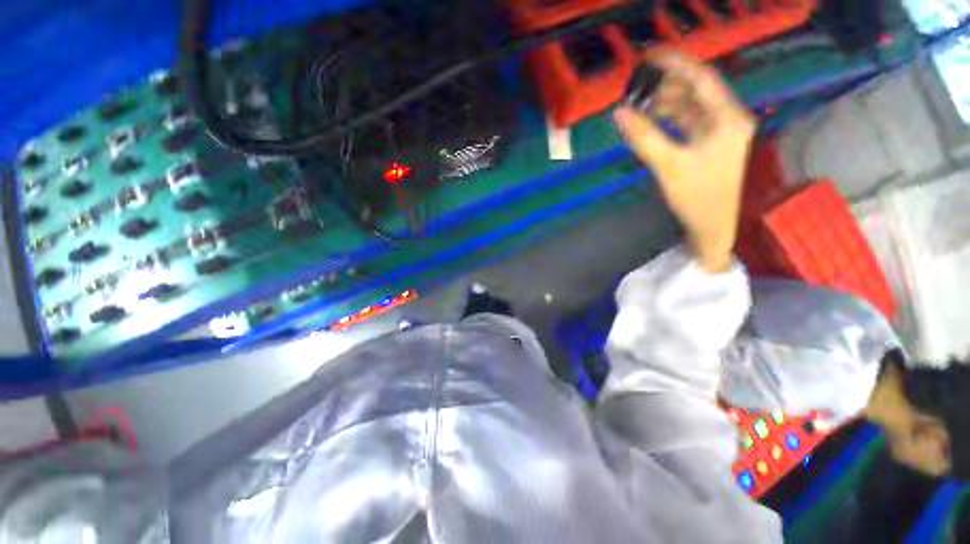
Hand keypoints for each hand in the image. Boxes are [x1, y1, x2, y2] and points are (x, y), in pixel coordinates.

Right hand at [615, 51, 755, 273]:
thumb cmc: (696, 198)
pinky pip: (688, 121)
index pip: (702, 79)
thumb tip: (619, 113)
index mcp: (728, 119)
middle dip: (667, 84)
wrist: (712, 228)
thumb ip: (643, 137)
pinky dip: (670, 118)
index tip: (648, 57)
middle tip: (637, 84)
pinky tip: (651, 119)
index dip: (675, 64)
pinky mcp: (711, 144)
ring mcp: (720, 132)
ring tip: (639, 101)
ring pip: (691, 106)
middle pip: (697, 90)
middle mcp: (729, 118)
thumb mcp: (668, 166)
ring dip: (666, 102)